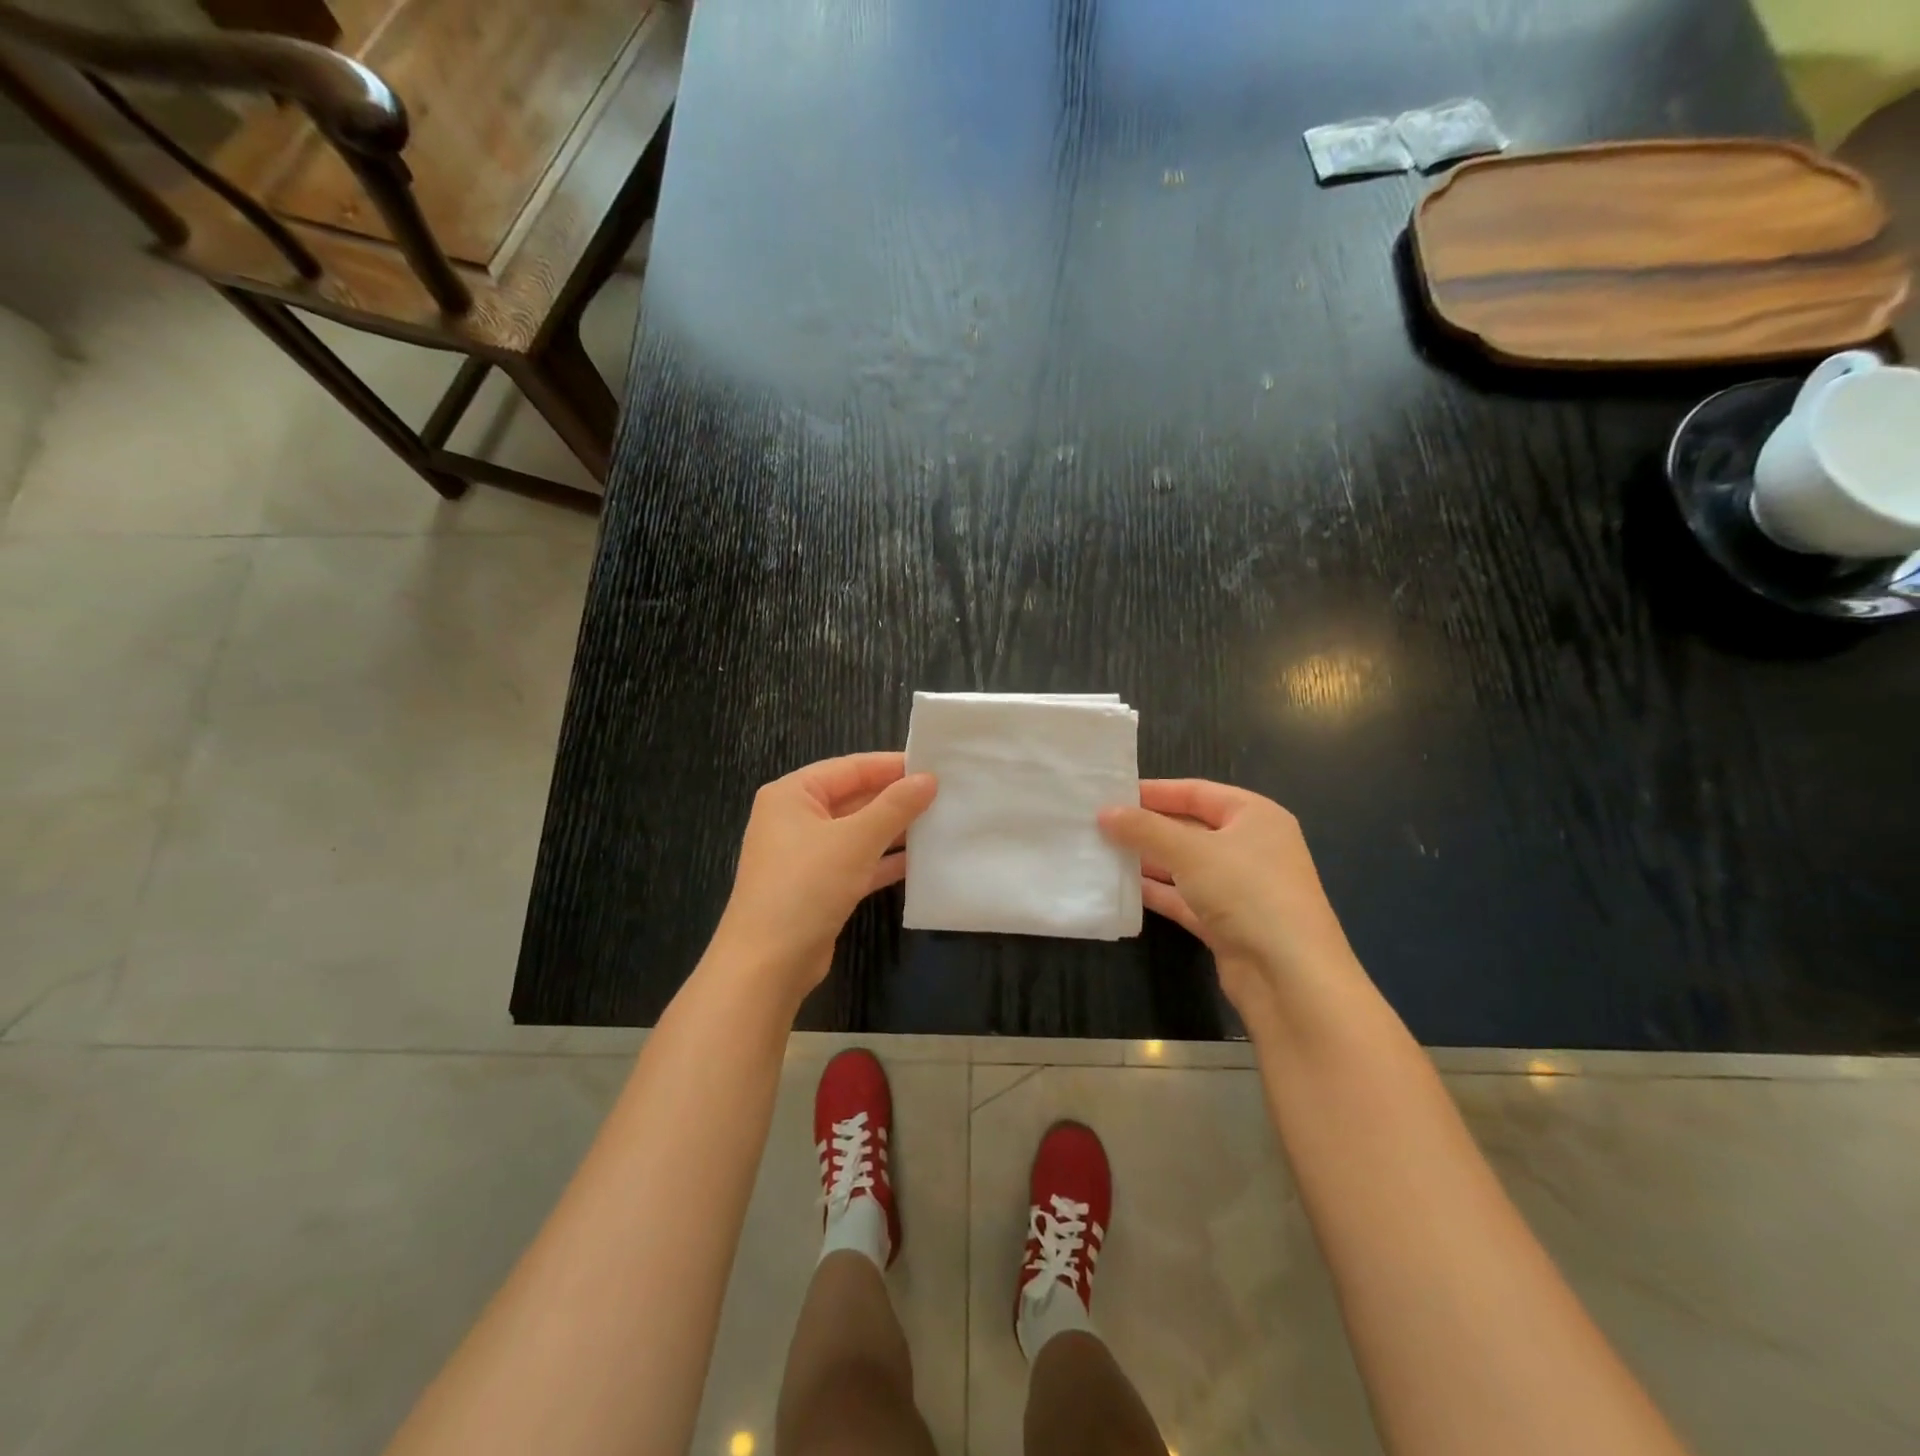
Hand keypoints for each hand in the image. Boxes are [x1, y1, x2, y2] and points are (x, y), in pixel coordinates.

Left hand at [710, 752, 936, 999]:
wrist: (768, 964)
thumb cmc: (806, 886)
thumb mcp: (855, 840)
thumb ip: (895, 807)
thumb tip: (929, 779)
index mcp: (792, 795)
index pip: (850, 767)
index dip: (892, 765)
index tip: (935, 765)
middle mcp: (796, 819)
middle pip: (854, 798)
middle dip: (896, 799)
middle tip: (944, 794)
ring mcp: (806, 855)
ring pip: (858, 832)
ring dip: (895, 830)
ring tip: (940, 822)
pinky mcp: (819, 887)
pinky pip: (858, 862)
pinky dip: (885, 861)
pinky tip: (920, 860)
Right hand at [1099, 780, 1358, 1021]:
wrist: (1289, 977)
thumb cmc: (1246, 892)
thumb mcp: (1190, 851)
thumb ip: (1145, 829)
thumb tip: (1105, 812)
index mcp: (1255, 816)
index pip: (1197, 792)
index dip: (1154, 792)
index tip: (1111, 794)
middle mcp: (1250, 847)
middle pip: (1190, 828)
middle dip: (1146, 828)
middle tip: (1099, 825)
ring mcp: (1240, 888)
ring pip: (1185, 866)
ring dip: (1148, 861)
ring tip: (1102, 854)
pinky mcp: (1227, 922)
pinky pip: (1185, 898)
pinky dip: (1158, 892)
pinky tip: (1123, 888)